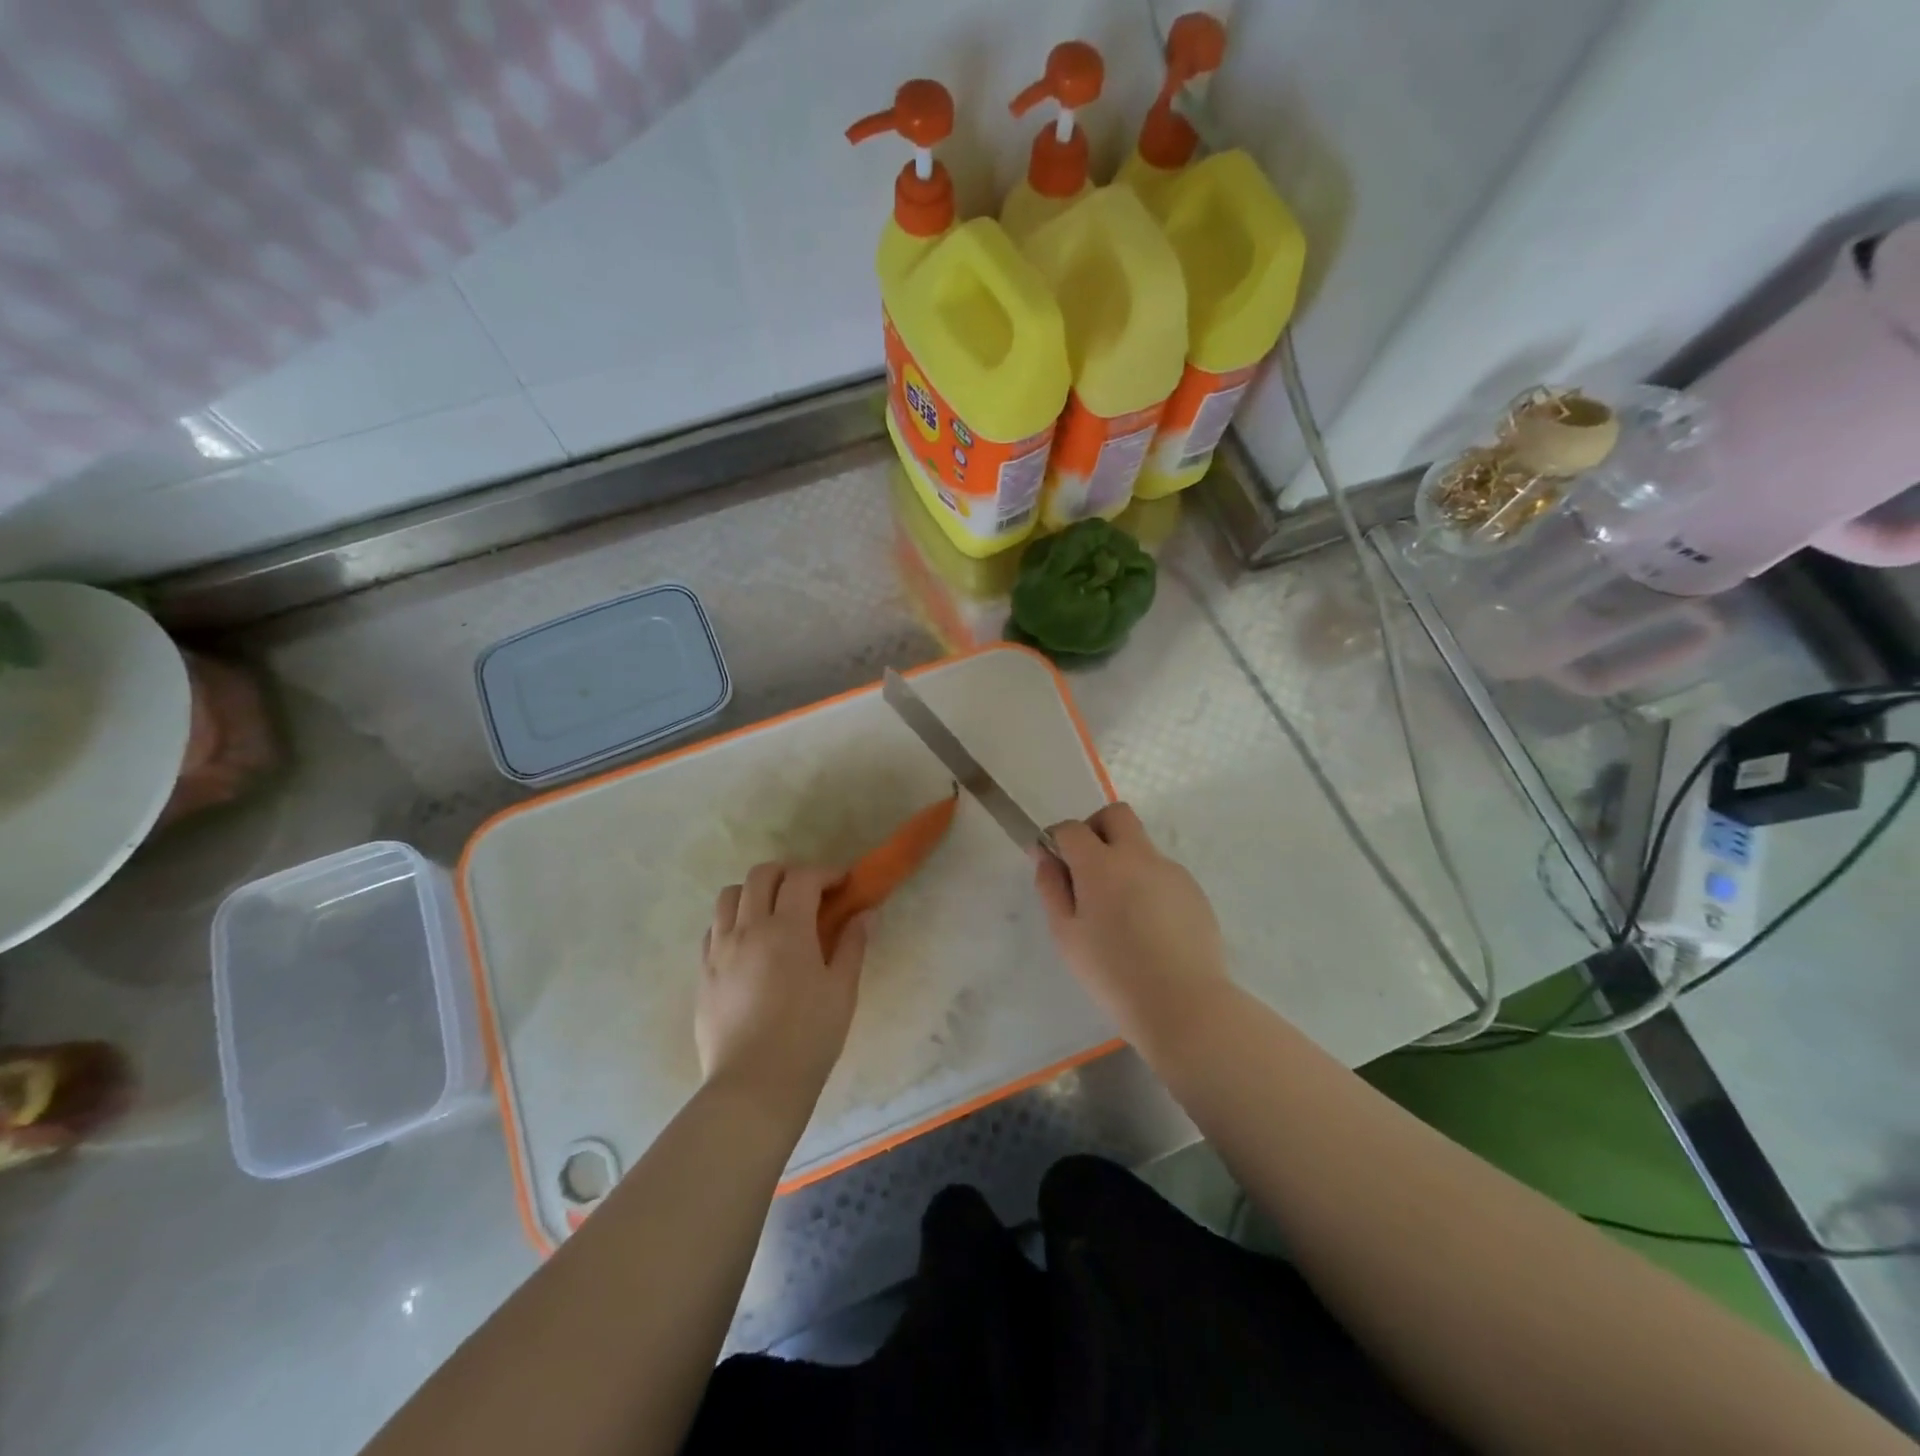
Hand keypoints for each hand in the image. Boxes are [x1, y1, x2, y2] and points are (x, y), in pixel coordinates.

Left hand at [696, 862, 868, 1115]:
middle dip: (788, 873)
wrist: (754, 1085)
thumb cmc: (809, 1037)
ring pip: (729, 896)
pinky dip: (733, 921)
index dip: (825, 873)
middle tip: (809, 892)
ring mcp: (720, 949)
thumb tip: (864, 914)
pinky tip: (749, 943)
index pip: (803, 878)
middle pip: (761, 875)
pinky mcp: (703, 972)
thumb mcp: (842, 990)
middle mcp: (748, 928)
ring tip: (774, 912)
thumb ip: (852, 945)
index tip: (842, 883)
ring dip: (754, 892)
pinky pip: (714, 928)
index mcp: (787, 929)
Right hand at [1034, 803, 1229, 1046]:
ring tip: (1120, 911)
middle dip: (1096, 829)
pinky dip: (1148, 884)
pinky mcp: (1193, 890)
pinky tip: (1148, 926)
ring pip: (1141, 845)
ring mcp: (1171, 871)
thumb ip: (1051, 888)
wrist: (1183, 1004)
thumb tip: (1045, 855)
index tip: (1053, 862)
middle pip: (1116, 815)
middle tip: (1087, 867)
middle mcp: (1138, 856)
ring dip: (1124, 860)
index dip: (1057, 839)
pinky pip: (1162, 872)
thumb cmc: (1112, 973)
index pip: (1072, 828)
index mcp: (1101, 864)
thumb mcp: (1066, 935)